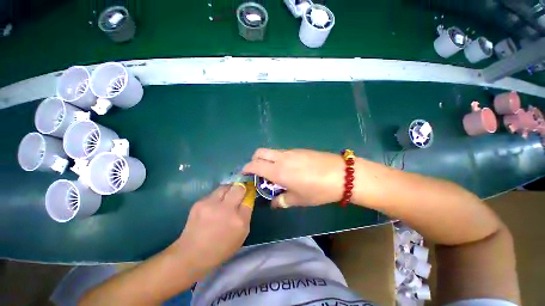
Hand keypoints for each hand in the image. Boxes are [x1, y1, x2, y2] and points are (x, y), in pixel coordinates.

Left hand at [170, 184, 251, 276]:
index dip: (249, 193)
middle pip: (239, 188)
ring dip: (229, 190)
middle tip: (239, 193)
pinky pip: (214, 193)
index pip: (249, 198)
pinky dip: (217, 197)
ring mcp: (212, 204)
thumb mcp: (241, 235)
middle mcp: (227, 210)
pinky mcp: (200, 202)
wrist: (192, 254)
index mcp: (239, 221)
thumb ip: (246, 215)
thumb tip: (247, 198)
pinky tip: (213, 206)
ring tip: (226, 198)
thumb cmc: (221, 248)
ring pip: (226, 187)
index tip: (249, 192)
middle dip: (241, 188)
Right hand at [243, 148, 344, 207]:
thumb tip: (274, 203)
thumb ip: (282, 200)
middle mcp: (281, 158)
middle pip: (260, 152)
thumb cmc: (318, 190)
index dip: (246, 169)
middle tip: (258, 172)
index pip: (254, 165)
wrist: (341, 174)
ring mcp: (291, 151)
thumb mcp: (299, 199)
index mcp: (278, 171)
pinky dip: (278, 159)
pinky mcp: (299, 150)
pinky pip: (283, 152)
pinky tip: (289, 169)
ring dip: (267, 160)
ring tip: (275, 173)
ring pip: (271, 152)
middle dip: (254, 160)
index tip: (245, 174)